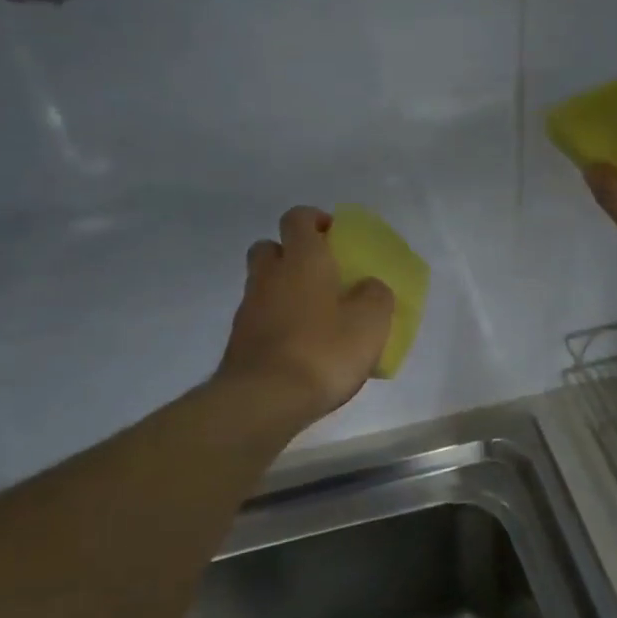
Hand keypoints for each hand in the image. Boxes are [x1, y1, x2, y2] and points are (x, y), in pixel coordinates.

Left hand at [216, 206, 395, 425]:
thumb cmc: (323, 350)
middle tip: (320, 273)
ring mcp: (249, 308)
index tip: (334, 234)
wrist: (264, 399)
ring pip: (263, 284)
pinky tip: (300, 346)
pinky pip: (260, 317)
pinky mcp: (239, 340)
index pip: (298, 218)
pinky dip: (277, 322)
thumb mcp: (370, 323)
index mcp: (303, 259)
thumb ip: (376, 296)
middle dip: (291, 253)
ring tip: (315, 316)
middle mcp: (269, 275)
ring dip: (283, 290)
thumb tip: (369, 286)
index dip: (315, 220)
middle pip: (270, 247)